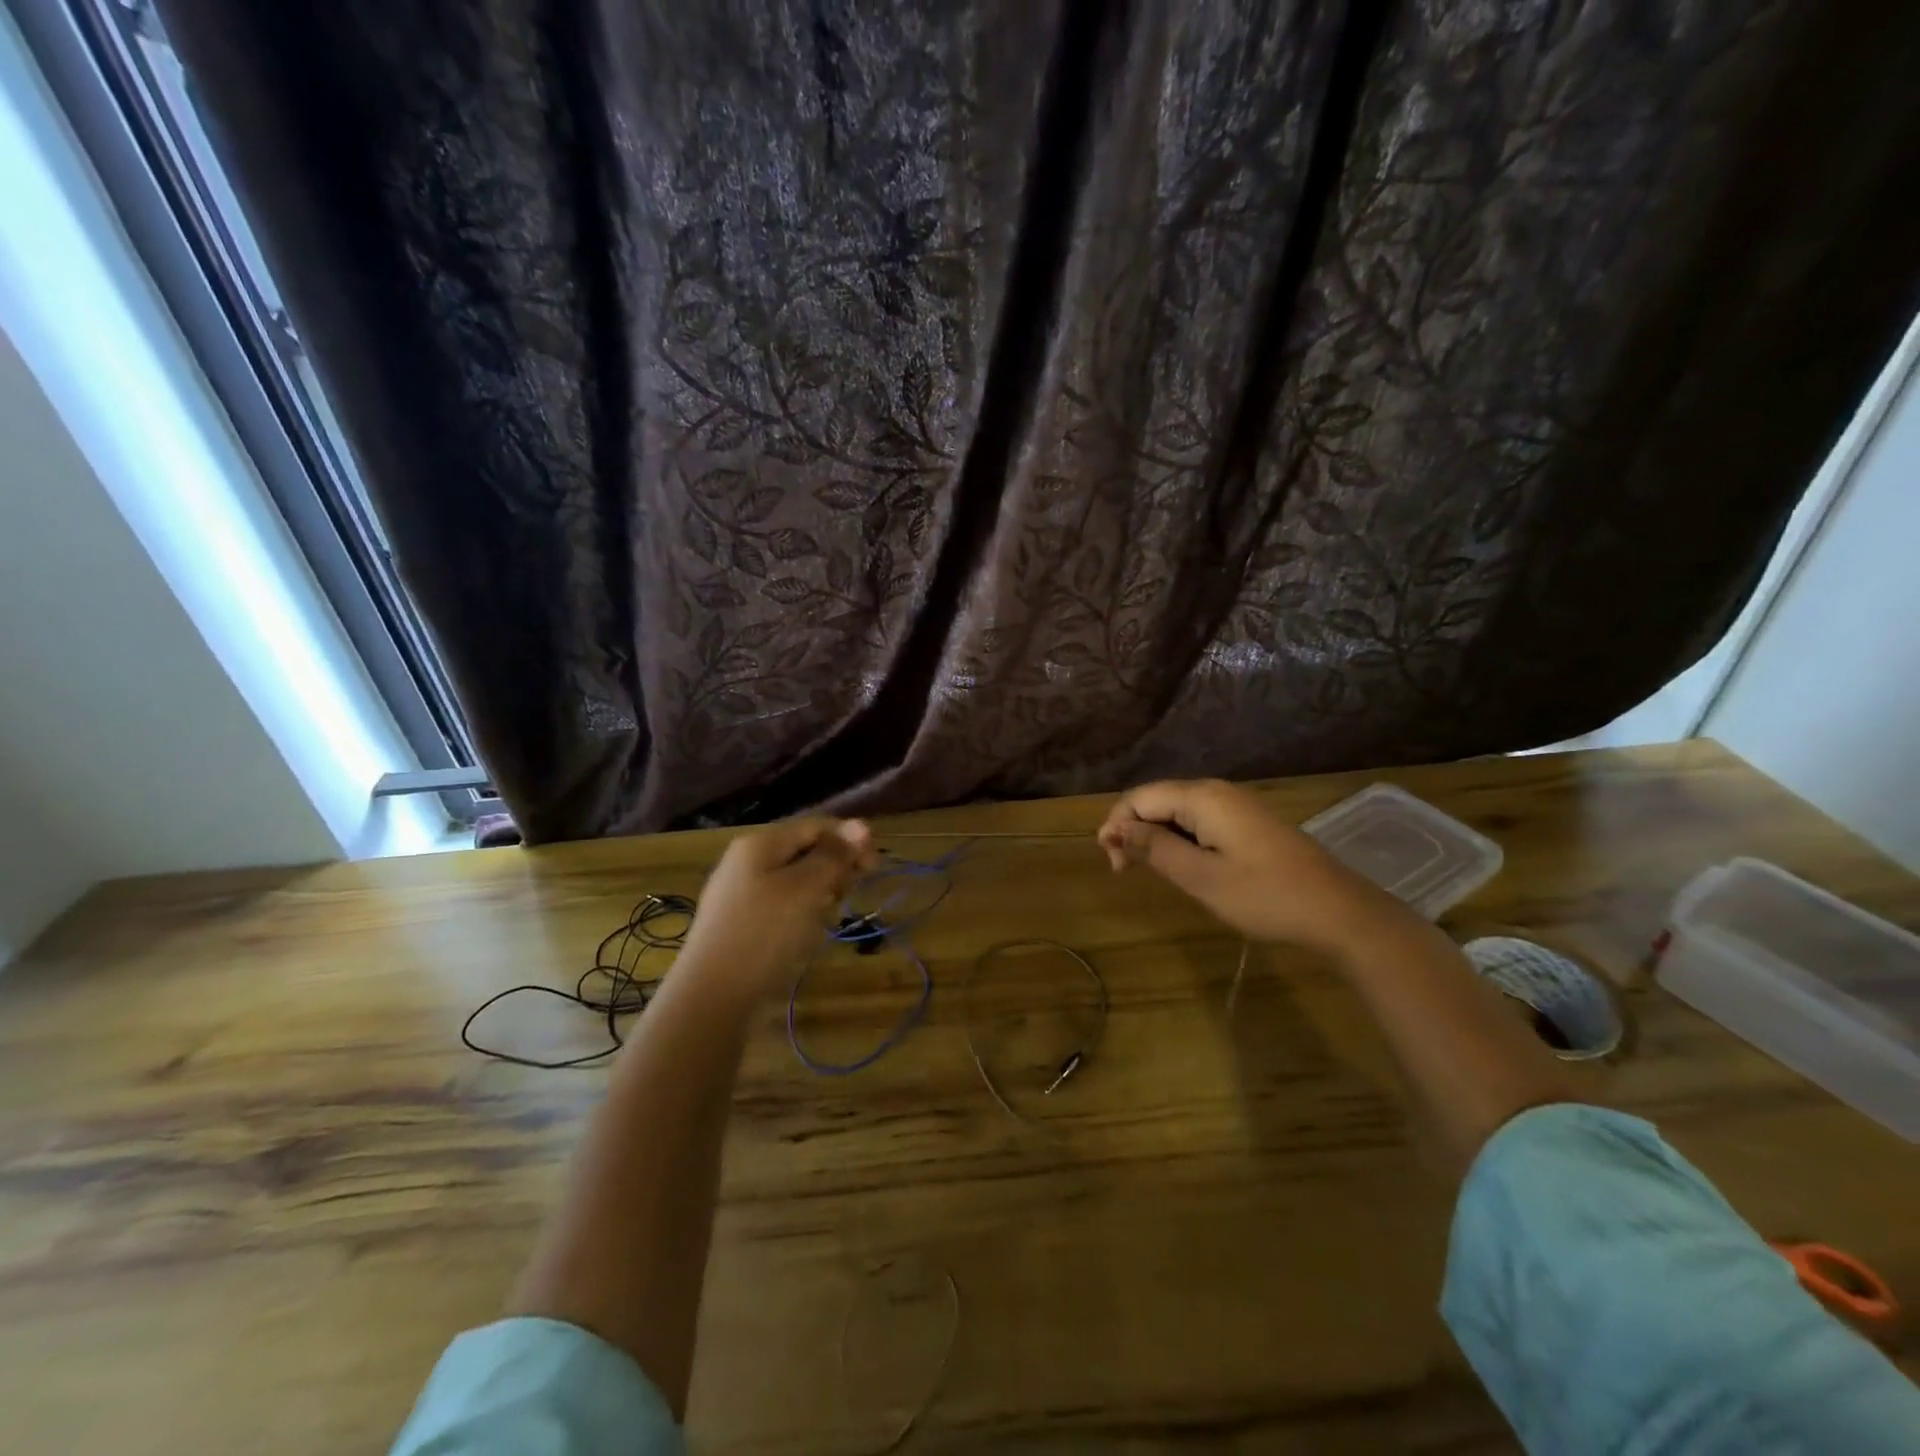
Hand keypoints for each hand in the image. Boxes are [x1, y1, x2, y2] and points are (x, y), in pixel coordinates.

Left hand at [679, 817, 876, 995]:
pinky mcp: (741, 923)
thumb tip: (861, 825)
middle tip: (852, 892)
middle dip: (835, 865)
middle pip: (803, 850)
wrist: (712, 998)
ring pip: (794, 879)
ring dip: (821, 890)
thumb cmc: (764, 934)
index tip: (875, 867)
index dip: (849, 839)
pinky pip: (781, 903)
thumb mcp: (806, 889)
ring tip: (831, 914)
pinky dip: (802, 910)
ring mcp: (740, 893)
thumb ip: (833, 856)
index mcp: (760, 844)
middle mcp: (747, 861)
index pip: (815, 825)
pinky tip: (808, 931)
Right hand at [1097, 779, 1412, 952]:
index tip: (1114, 865)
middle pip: (1157, 800)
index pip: (1140, 798)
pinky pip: (1199, 821)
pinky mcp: (1248, 823)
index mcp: (1202, 797)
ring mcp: (1235, 806)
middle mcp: (1216, 791)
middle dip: (1133, 830)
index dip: (1117, 825)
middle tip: (1126, 872)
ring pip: (1177, 812)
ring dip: (1156, 837)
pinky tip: (1183, 866)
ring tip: (1150, 872)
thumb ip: (1154, 848)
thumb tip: (1114, 828)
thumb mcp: (1201, 877)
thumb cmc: (1264, 895)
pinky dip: (1180, 840)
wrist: (1338, 912)